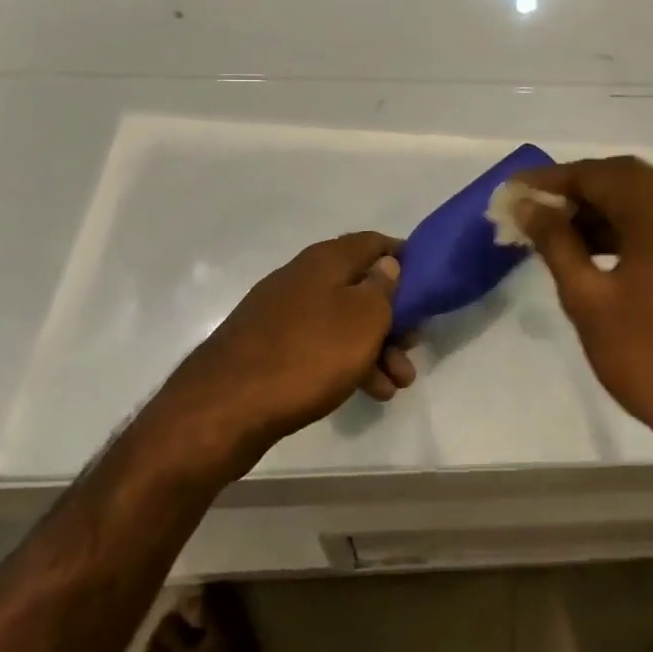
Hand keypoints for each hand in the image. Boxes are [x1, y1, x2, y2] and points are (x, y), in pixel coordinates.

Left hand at [163, 233, 416, 469]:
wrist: (224, 408)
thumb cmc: (307, 354)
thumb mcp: (363, 318)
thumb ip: (383, 287)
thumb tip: (387, 265)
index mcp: (325, 260)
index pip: (374, 242)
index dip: (404, 258)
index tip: (428, 283)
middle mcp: (302, 278)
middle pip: (360, 286)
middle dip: (394, 316)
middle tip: (414, 345)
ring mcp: (282, 314)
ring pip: (342, 322)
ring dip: (376, 348)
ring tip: (398, 384)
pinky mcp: (269, 348)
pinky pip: (320, 347)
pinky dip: (347, 363)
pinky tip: (368, 392)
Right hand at [509, 157, 652, 453]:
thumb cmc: (646, 354)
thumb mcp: (588, 298)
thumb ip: (556, 243)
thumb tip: (527, 206)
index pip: (598, 174)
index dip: (553, 179)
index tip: (515, 189)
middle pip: (622, 177)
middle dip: (575, 188)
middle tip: (533, 205)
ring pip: (641, 199)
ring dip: (598, 207)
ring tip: (553, 227)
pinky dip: (622, 225)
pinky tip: (589, 247)